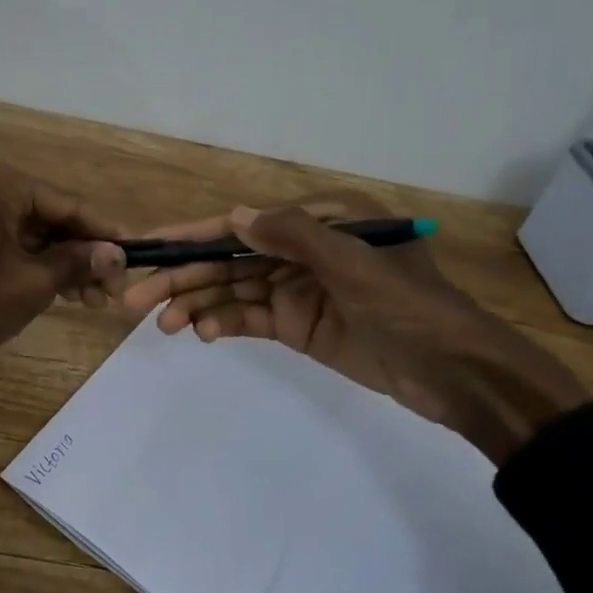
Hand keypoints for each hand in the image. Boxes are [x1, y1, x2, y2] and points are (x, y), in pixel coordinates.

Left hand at [0, 161, 126, 365]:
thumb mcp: (31, 284)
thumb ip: (77, 263)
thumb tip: (118, 254)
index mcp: (1, 184)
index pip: (69, 205)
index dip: (105, 233)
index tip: (136, 256)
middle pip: (54, 218)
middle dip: (85, 254)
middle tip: (113, 291)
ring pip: (37, 234)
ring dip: (65, 264)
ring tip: (93, 300)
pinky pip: (16, 244)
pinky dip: (40, 266)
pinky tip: (66, 292)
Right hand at [120, 194, 588, 464]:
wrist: (458, 376)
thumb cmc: (411, 309)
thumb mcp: (356, 265)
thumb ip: (295, 236)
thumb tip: (234, 216)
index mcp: (321, 220)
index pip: (244, 224)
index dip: (194, 235)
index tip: (149, 245)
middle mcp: (304, 249)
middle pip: (231, 260)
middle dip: (185, 277)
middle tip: (134, 299)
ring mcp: (299, 289)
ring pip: (234, 292)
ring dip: (198, 305)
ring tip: (162, 325)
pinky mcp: (300, 325)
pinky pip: (252, 320)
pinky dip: (226, 325)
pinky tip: (204, 335)